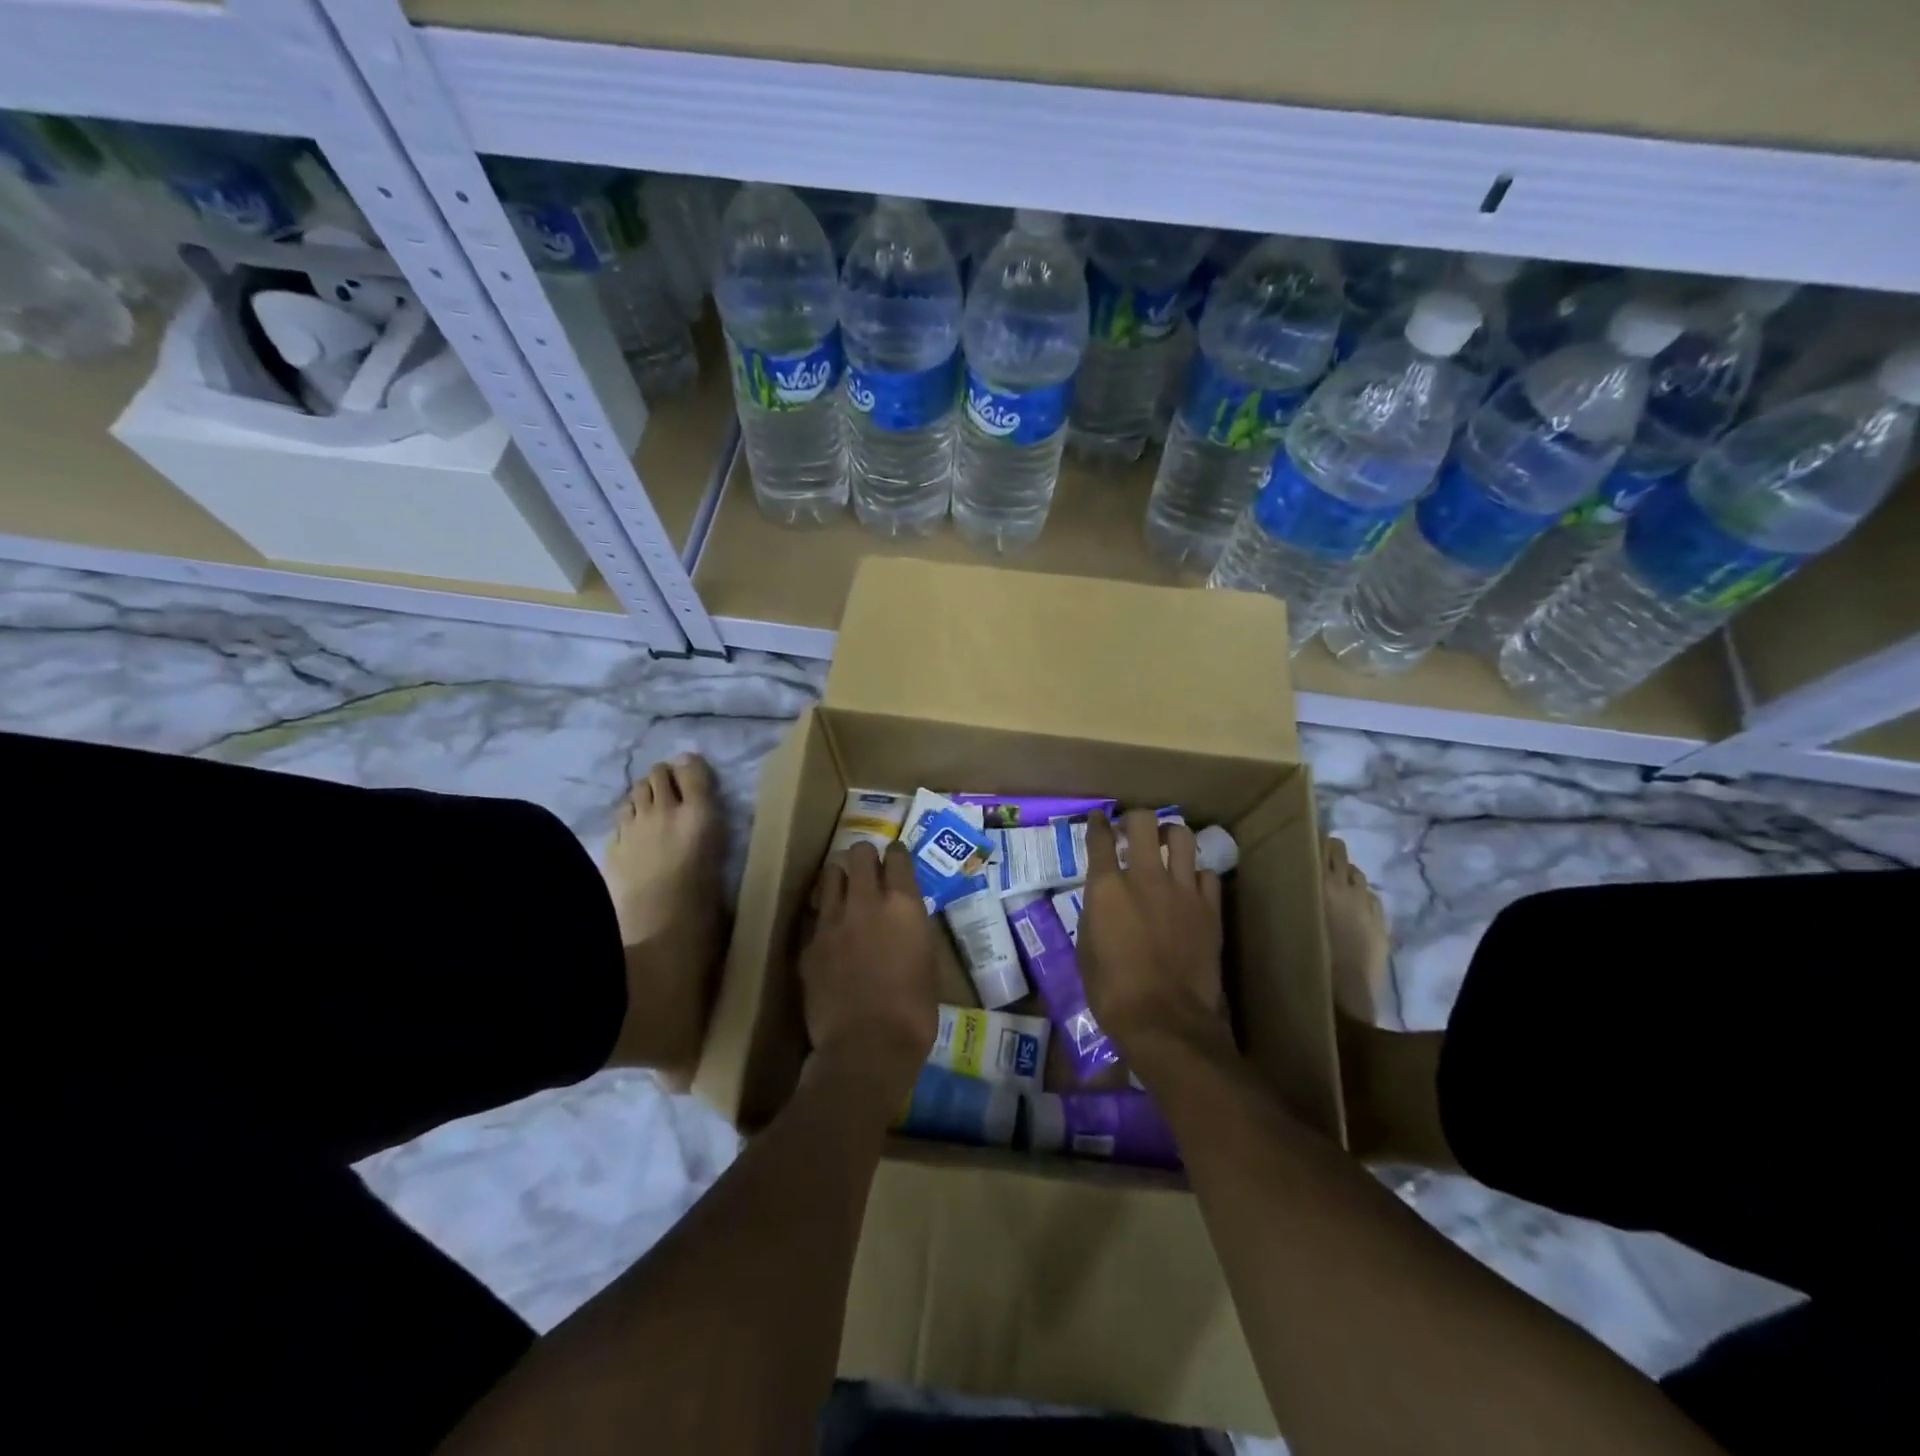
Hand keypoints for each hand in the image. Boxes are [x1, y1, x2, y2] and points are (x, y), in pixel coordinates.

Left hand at [798, 841, 939, 1102]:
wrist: (866, 1047)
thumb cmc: (914, 1011)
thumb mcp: (928, 962)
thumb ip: (913, 929)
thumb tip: (905, 919)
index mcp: (903, 904)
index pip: (897, 856)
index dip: (897, 854)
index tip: (896, 858)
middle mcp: (866, 901)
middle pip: (859, 854)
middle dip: (865, 856)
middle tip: (869, 869)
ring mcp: (832, 921)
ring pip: (830, 875)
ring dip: (840, 877)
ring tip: (845, 890)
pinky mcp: (809, 944)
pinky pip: (816, 915)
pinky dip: (824, 915)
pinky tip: (830, 931)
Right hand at [1079, 810, 1228, 1068]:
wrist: (1164, 1020)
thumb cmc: (1112, 991)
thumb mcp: (1086, 948)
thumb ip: (1096, 912)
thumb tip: (1104, 899)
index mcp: (1107, 887)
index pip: (1100, 838)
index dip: (1097, 823)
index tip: (1098, 818)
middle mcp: (1144, 877)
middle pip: (1143, 822)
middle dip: (1135, 818)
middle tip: (1132, 829)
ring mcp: (1182, 890)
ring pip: (1182, 837)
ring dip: (1170, 835)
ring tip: (1166, 844)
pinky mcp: (1209, 908)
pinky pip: (1207, 874)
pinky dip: (1196, 874)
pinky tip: (1190, 885)